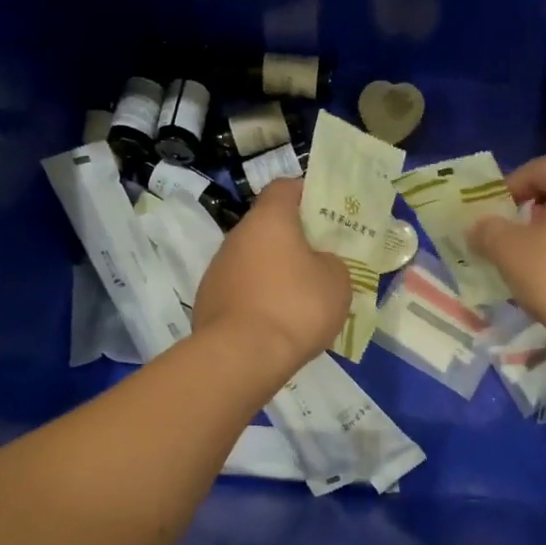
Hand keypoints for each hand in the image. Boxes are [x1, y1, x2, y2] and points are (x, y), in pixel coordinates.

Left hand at [195, 178, 349, 365]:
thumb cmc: (296, 307)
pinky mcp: (208, 301)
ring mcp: (217, 269)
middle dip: (293, 241)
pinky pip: (241, 291)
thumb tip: (318, 264)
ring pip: (253, 261)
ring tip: (300, 300)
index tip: (326, 214)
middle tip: (320, 261)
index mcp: (269, 219)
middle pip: (267, 227)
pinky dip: (258, 299)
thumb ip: (331, 262)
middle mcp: (237, 236)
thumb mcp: (337, 282)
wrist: (241, 356)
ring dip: (274, 272)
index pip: (285, 188)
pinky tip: (276, 323)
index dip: (306, 195)